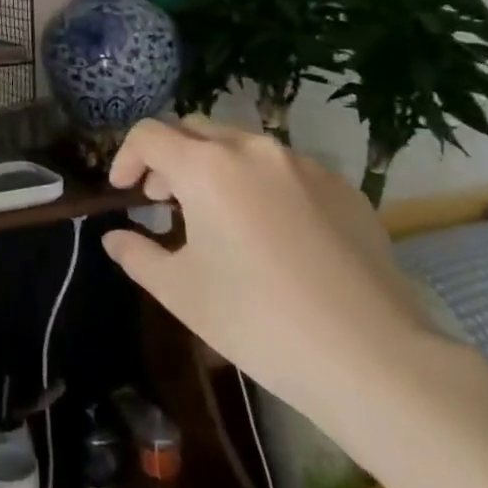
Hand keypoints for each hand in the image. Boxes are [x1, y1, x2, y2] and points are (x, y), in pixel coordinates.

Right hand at [102, 115, 437, 426]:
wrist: (373, 358)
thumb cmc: (257, 320)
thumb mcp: (179, 291)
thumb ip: (136, 253)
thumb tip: (114, 237)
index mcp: (206, 166)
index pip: (149, 135)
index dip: (125, 157)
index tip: (123, 192)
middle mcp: (253, 149)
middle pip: (194, 130)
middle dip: (168, 158)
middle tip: (162, 200)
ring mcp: (304, 165)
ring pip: (241, 146)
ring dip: (213, 167)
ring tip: (214, 216)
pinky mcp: (343, 188)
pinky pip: (285, 170)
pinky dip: (259, 184)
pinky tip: (269, 233)